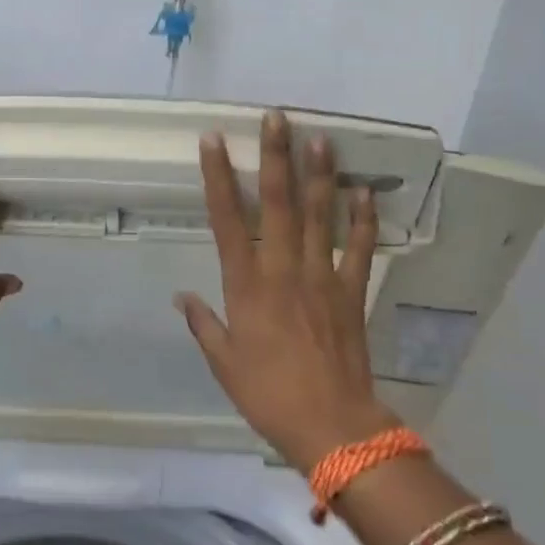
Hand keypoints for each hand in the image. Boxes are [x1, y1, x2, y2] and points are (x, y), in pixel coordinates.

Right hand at [176, 109, 397, 472]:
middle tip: (276, 117)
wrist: (332, 427)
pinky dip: (362, 219)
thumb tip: (182, 297)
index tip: (213, 142)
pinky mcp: (353, 293)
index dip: (219, 178)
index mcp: (247, 287)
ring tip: (319, 138)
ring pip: (321, 217)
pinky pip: (359, 249)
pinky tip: (363, 191)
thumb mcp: (224, 363)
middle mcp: (284, 271)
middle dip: (275, 158)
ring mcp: (323, 279)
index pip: (228, 221)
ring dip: (319, 175)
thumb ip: (204, 324)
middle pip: (279, 205)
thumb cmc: (268, 396)